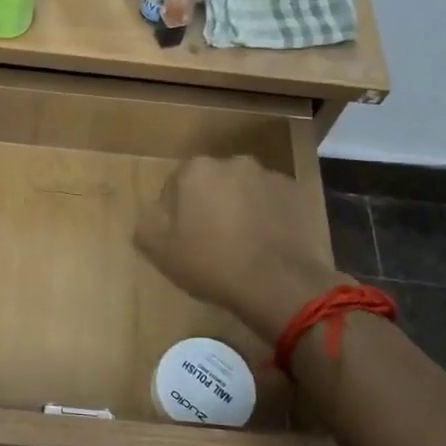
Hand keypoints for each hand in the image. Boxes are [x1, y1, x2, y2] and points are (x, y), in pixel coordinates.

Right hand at [134, 155, 349, 343]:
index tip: (180, 239)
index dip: (174, 213)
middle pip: (212, 183)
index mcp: (196, 169)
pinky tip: (265, 245)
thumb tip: (155, 212)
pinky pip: (272, 203)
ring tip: (242, 245)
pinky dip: (267, 217)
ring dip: (239, 209)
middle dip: (209, 204)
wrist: (278, 283)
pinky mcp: (298, 195)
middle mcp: (234, 162)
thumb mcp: (157, 248)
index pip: (175, 185)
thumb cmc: (211, 262)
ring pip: (244, 191)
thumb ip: (147, 221)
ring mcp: (270, 176)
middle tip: (210, 241)